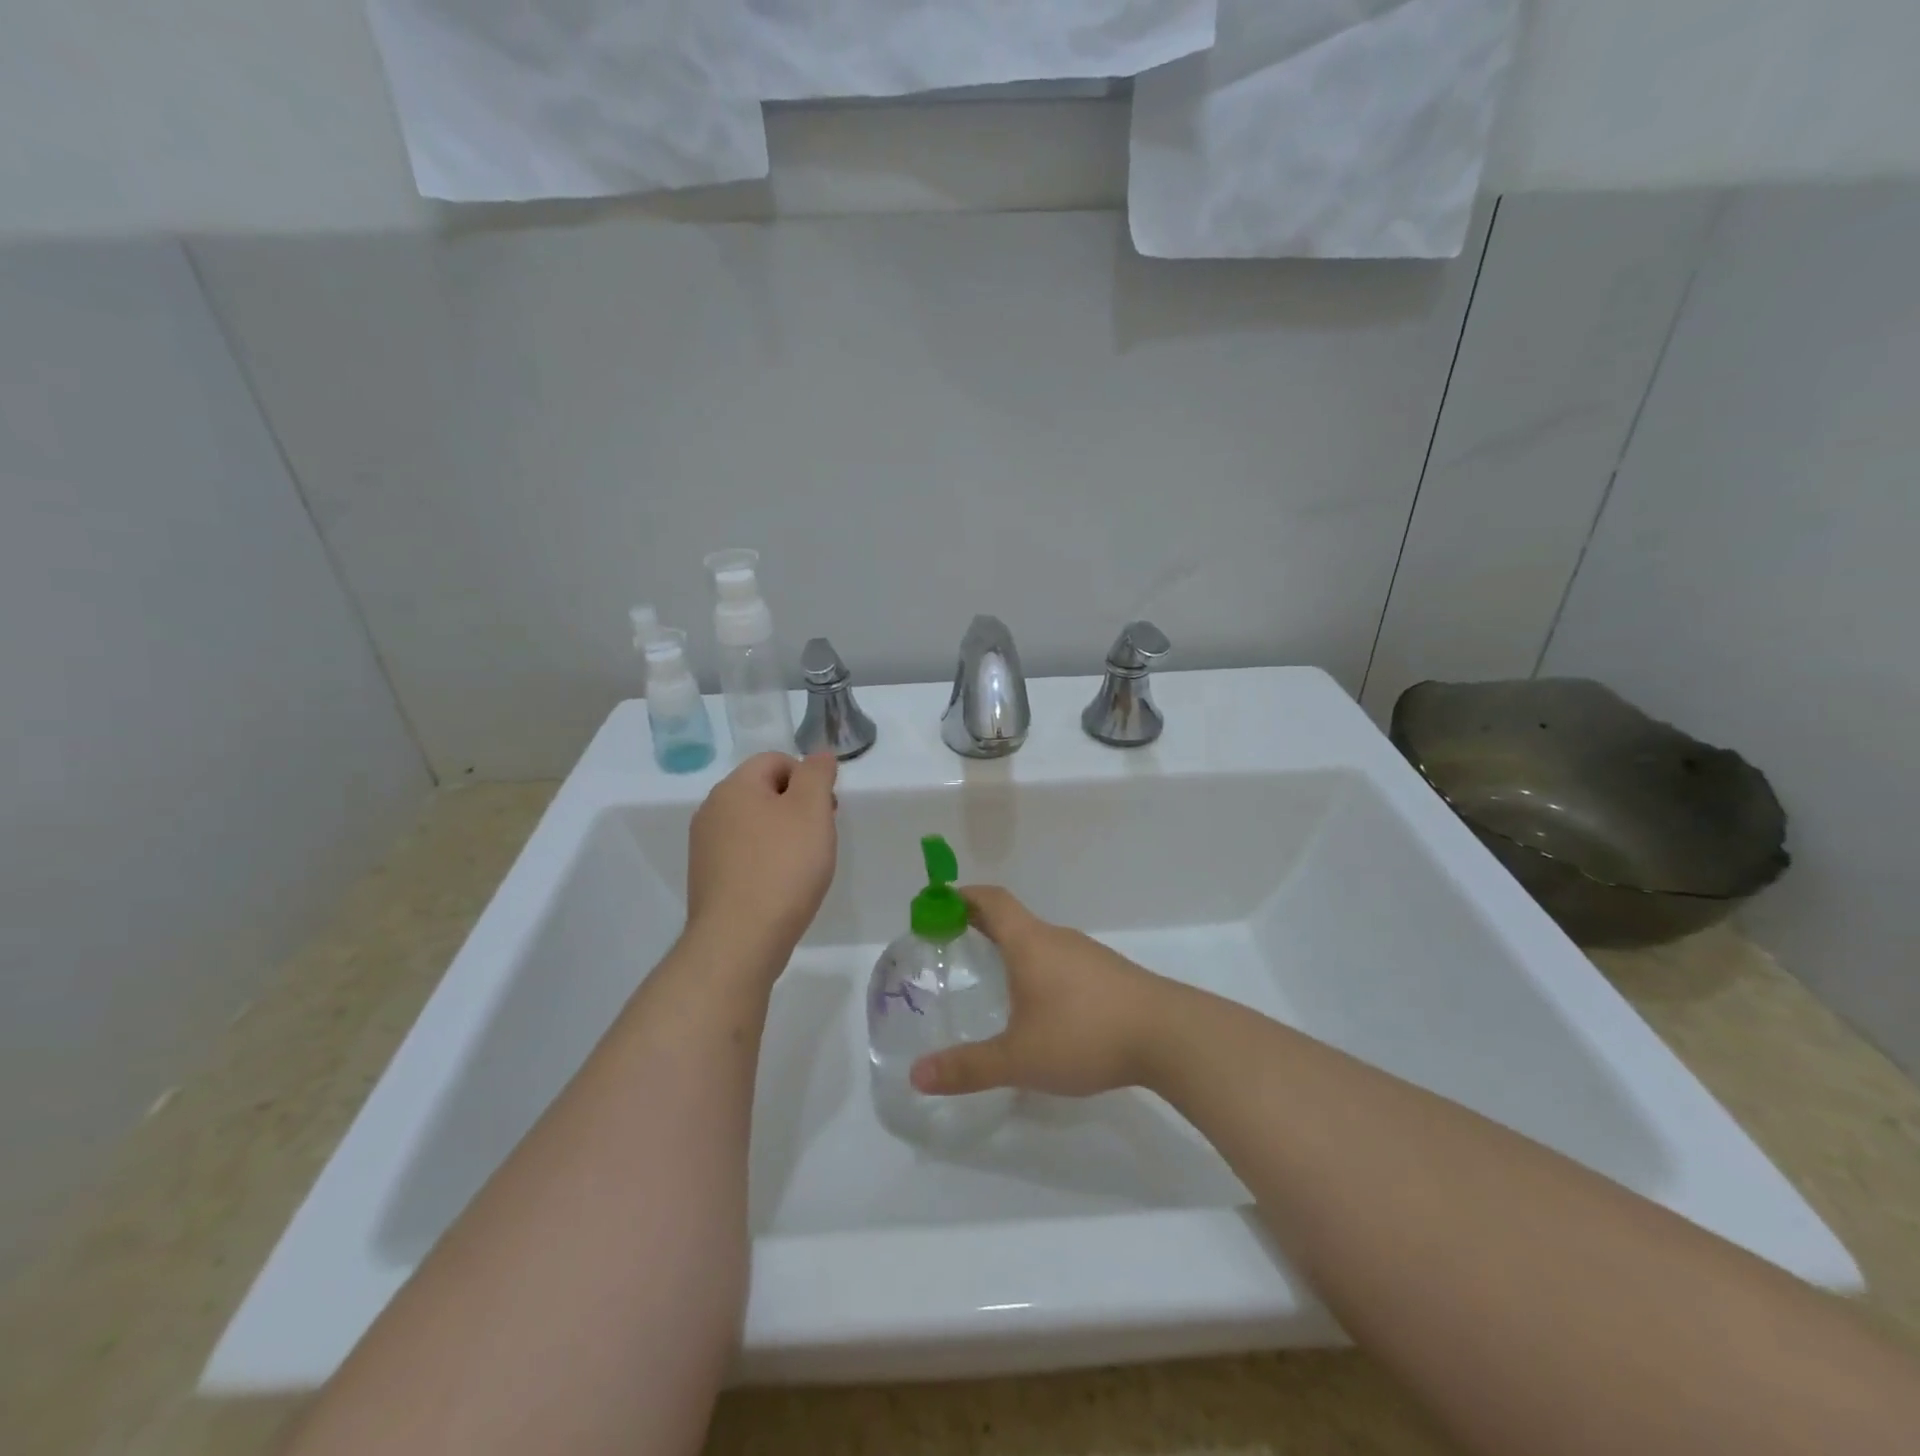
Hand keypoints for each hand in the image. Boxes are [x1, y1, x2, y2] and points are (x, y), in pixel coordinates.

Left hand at [685, 752, 837, 970]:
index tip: (826, 810)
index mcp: (734, 787)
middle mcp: (712, 810)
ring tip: (803, 866)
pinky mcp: (707, 878)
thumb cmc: (783, 867)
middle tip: (819, 837)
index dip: (808, 779)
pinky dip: (765, 861)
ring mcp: (705, 846)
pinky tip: (780, 885)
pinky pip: (743, 854)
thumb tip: (818, 755)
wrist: (740, 939)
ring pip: (754, 824)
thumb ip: (817, 774)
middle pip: (764, 792)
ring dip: (782, 835)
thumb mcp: (811, 809)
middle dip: (797, 807)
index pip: (776, 760)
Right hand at [910, 885, 1173, 1098]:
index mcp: (1029, 942)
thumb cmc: (1084, 1034)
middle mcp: (1057, 938)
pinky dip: (1040, 969)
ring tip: (995, 979)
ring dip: (1014, 950)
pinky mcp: (1111, 975)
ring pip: (1040, 942)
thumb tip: (917, 1076)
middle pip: (1013, 919)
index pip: (991, 900)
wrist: (1170, 1036)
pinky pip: (1063, 961)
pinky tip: (1043, 1007)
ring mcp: (1088, 955)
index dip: (962, 896)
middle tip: (954, 946)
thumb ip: (968, 1068)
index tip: (938, 903)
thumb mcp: (1019, 1058)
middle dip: (981, 927)